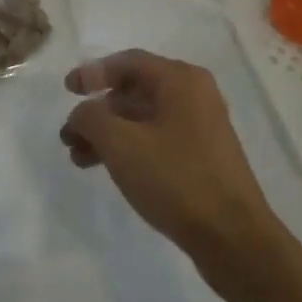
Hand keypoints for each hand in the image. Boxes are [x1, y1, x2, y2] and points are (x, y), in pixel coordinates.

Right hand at [61, 50, 272, 258]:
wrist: (233, 239)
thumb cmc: (175, 178)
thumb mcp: (120, 143)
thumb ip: (90, 117)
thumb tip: (83, 113)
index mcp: (180, 80)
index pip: (127, 62)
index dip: (92, 73)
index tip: (67, 90)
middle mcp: (194, 95)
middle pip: (133, 91)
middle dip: (97, 111)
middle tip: (69, 133)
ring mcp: (201, 127)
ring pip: (142, 119)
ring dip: (107, 134)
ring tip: (78, 157)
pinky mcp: (202, 157)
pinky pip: (155, 140)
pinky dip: (128, 148)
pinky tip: (106, 168)